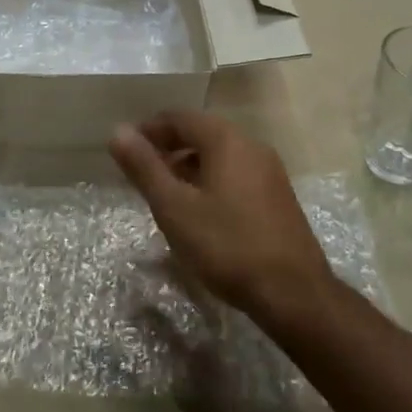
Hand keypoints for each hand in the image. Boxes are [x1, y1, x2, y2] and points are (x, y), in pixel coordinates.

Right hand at [109, 111, 336, 322]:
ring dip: (189, 165)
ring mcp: (270, 172)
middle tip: (142, 172)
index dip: (149, 129)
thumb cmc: (227, 245)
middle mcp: (252, 146)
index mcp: (227, 140)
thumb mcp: (174, 207)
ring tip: (166, 192)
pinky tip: (200, 211)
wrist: (293, 293)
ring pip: (220, 155)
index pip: (180, 117)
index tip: (126, 150)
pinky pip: (236, 174)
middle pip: (202, 133)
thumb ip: (145, 167)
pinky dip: (211, 180)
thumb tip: (117, 130)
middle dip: (168, 147)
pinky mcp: (278, 197)